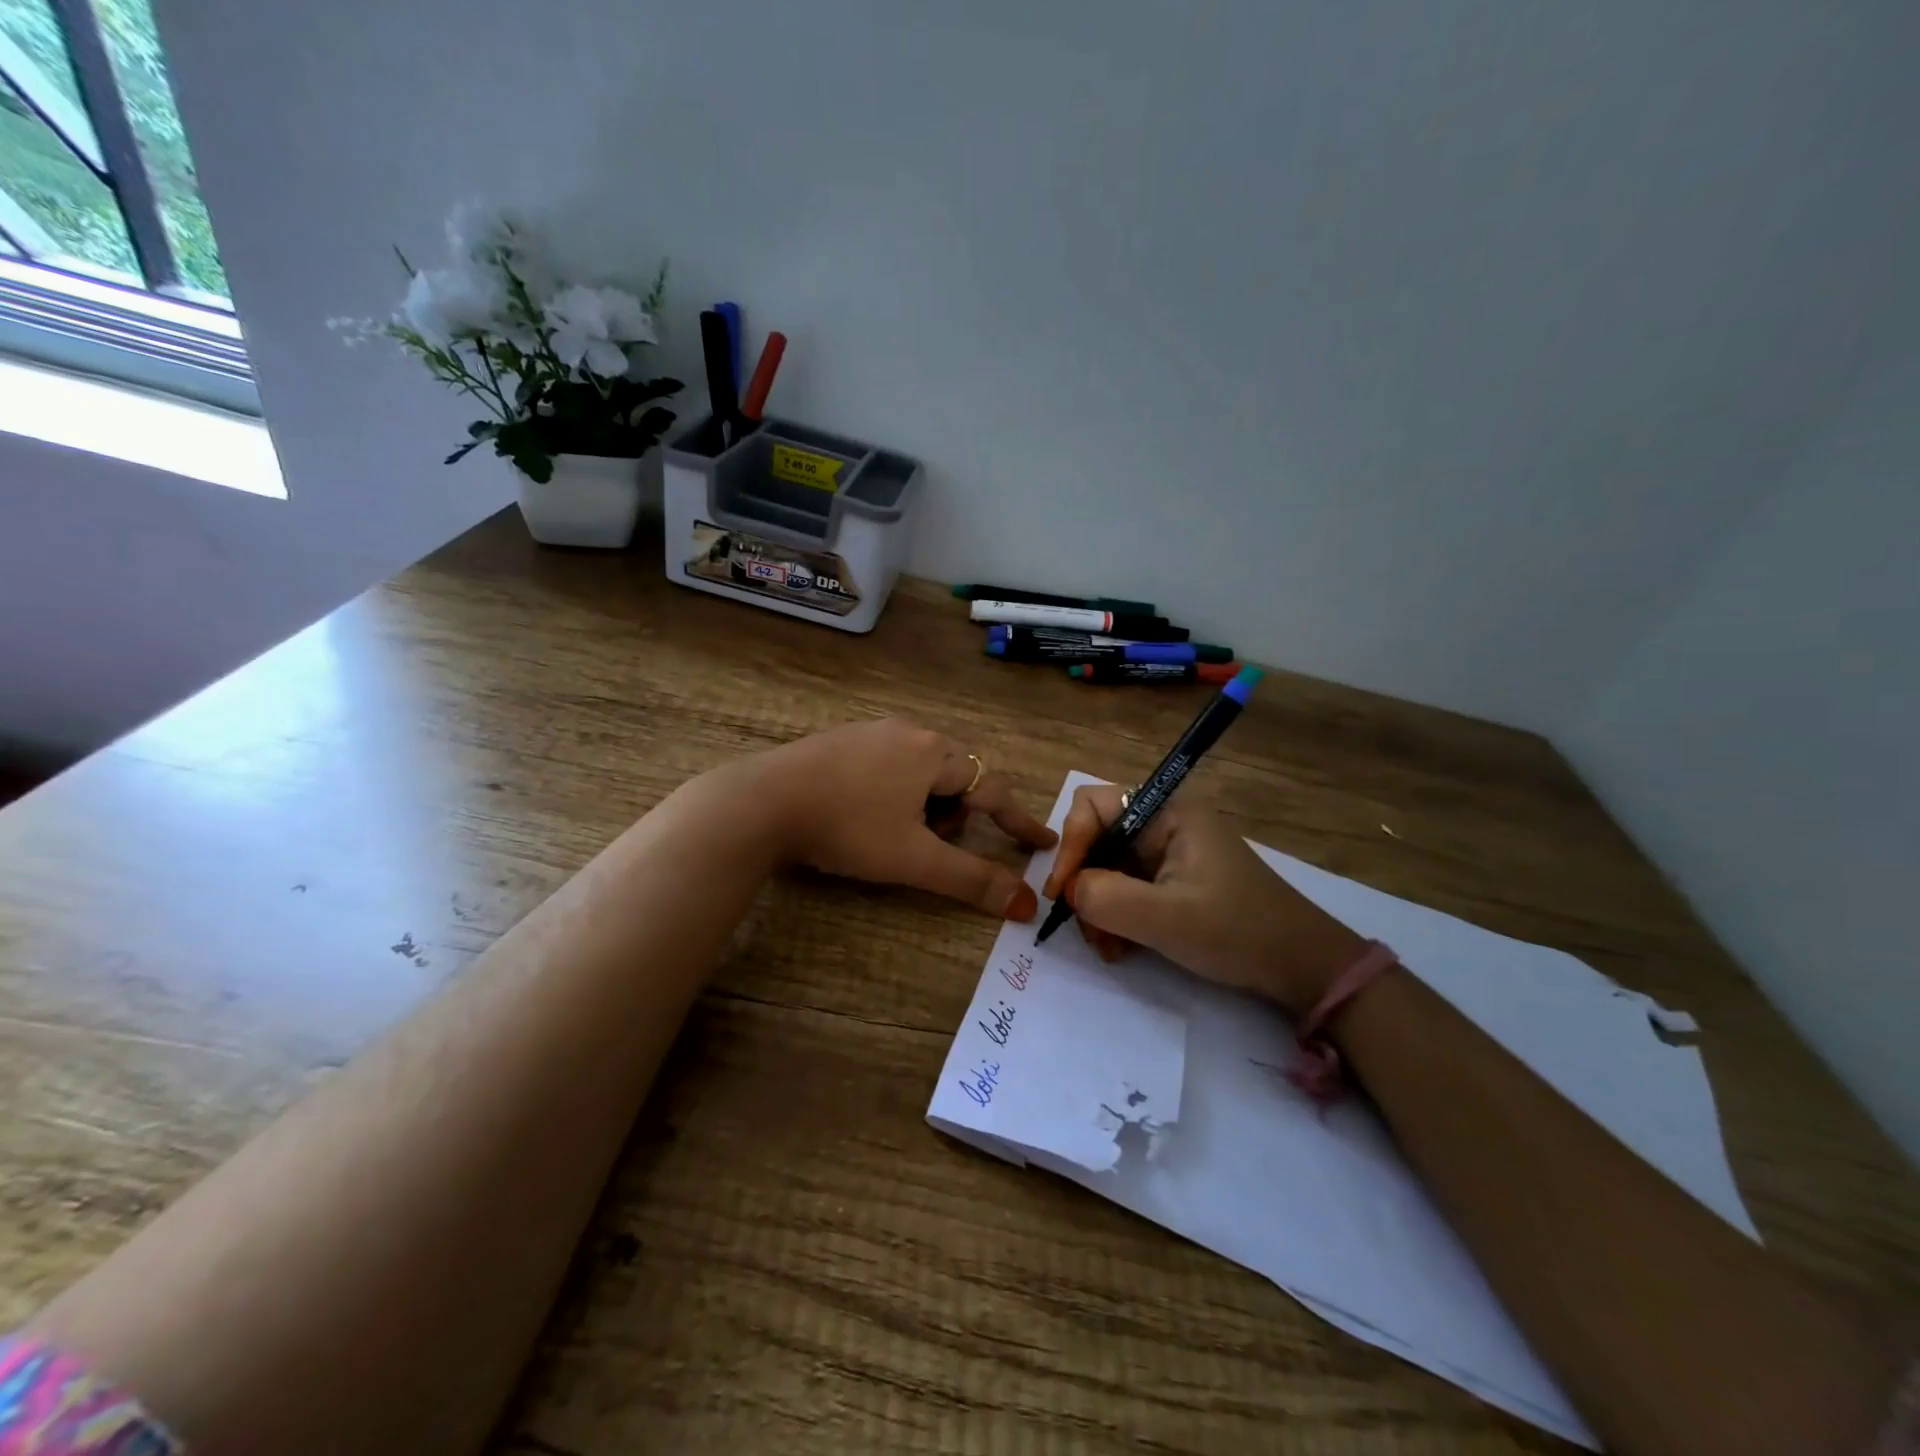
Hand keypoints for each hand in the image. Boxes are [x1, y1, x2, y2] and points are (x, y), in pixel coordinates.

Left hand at [722, 719, 1057, 918]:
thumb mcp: (915, 859)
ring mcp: (872, 731)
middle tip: (929, 845)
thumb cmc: (848, 828)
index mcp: (934, 753)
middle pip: (955, 777)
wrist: (762, 802)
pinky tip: (862, 814)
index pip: (993, 788)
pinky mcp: (841, 740)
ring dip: (923, 805)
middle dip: (954, 815)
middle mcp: (909, 732)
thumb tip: (1025, 904)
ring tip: (891, 834)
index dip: (1019, 821)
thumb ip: (972, 879)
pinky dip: (893, 793)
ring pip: (920, 772)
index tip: (1041, 842)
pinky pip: (887, 765)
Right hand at [1040, 783, 1365, 1014]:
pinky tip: (1123, 949)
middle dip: (1085, 886)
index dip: (1071, 846)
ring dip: (1098, 909)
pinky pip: (1126, 888)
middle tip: (1089, 931)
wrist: (1303, 967)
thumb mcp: (1167, 919)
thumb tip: (1070, 891)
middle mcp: (1164, 823)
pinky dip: (1117, 917)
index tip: (1063, 895)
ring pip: (1107, 868)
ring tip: (1110, 948)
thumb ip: (1106, 898)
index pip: (1092, 806)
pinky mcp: (1173, 879)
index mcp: (1166, 811)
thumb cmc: (1238, 932)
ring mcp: (1168, 852)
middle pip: (1096, 839)